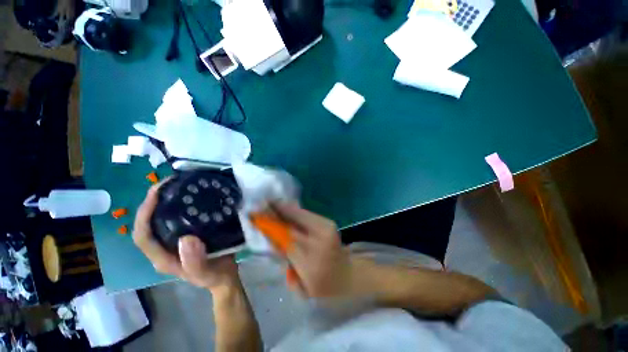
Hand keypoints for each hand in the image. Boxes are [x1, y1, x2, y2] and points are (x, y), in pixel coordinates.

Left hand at [133, 184, 239, 291]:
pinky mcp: (184, 236)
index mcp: (162, 258)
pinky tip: (190, 197)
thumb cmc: (214, 276)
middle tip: (168, 184)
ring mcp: (172, 242)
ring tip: (177, 185)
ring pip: (159, 220)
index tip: (157, 194)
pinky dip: (177, 205)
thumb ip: (194, 262)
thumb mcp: (206, 273)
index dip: (144, 215)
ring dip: (163, 201)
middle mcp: (162, 248)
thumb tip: (186, 239)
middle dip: (152, 202)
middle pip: (147, 224)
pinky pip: (175, 219)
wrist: (224, 277)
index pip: (143, 236)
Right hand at [269, 203, 358, 297]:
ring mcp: (326, 229)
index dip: (271, 228)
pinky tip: (286, 207)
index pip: (285, 241)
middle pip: (291, 225)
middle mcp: (319, 243)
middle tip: (261, 206)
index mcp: (310, 265)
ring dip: (285, 208)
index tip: (257, 218)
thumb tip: (272, 240)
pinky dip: (295, 211)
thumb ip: (286, 264)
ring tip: (271, 203)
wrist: (347, 274)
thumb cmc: (323, 287)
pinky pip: (307, 214)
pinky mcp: (328, 222)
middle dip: (275, 214)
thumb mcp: (301, 287)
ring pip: (300, 215)